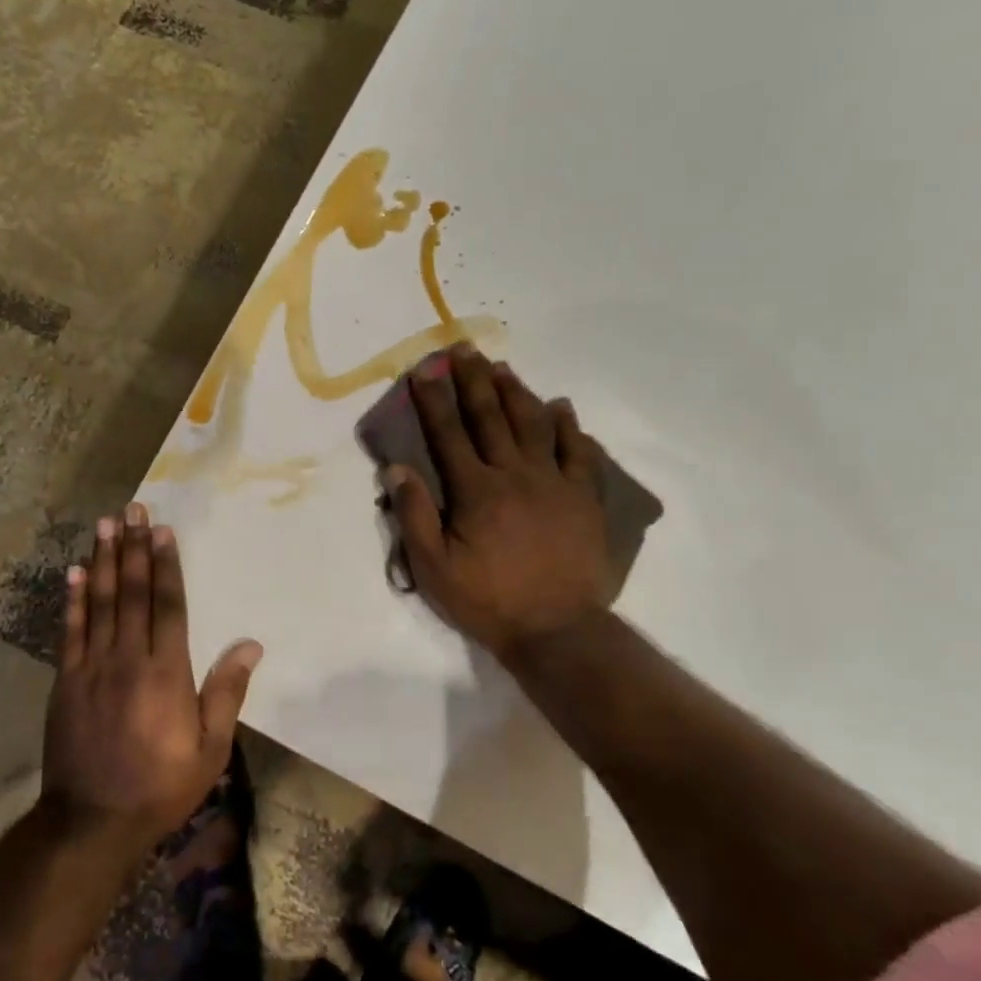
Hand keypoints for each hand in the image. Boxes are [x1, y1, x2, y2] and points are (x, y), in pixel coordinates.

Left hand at [40, 503, 262, 852]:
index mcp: (167, 672)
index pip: (169, 605)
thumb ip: (227, 693)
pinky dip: (73, 599)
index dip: (167, 565)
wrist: (92, 821)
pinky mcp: (66, 680)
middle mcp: (129, 658)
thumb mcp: (210, 749)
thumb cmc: (160, 786)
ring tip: (105, 525)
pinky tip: (74, 572)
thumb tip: (251, 645)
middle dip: (134, 548)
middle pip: (133, 592)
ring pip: (101, 602)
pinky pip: (70, 630)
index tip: (163, 530)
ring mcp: (92, 667)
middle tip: (131, 509)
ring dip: (104, 561)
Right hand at [384, 346, 616, 666]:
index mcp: (476, 490)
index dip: (434, 398)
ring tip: (502, 367)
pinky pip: (578, 452)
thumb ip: (414, 515)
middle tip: (464, 349)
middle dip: (473, 380)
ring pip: (534, 424)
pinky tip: (561, 406)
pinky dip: (569, 426)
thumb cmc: (488, 601)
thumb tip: (396, 468)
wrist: (557, 630)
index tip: (425, 368)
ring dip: (516, 392)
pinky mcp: (583, 497)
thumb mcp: (434, 568)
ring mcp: (554, 482)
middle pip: (491, 417)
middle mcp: (514, 474)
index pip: (449, 433)